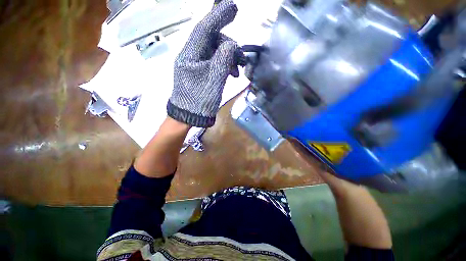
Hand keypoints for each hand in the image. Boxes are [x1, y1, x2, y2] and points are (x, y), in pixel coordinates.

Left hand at [167, 0, 238, 126]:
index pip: (204, 29)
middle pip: (212, 40)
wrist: (190, 116)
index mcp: (190, 55)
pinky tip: (232, 73)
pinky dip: (225, 65)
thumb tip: (231, 45)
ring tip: (238, 69)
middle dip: (229, 46)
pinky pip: (214, 62)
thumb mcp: (214, 80)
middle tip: (242, 58)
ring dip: (228, 57)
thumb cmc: (200, 100)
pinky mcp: (200, 72)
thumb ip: (223, 60)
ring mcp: (195, 64)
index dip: (218, 16)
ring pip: (214, 52)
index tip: (233, 8)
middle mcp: (191, 56)